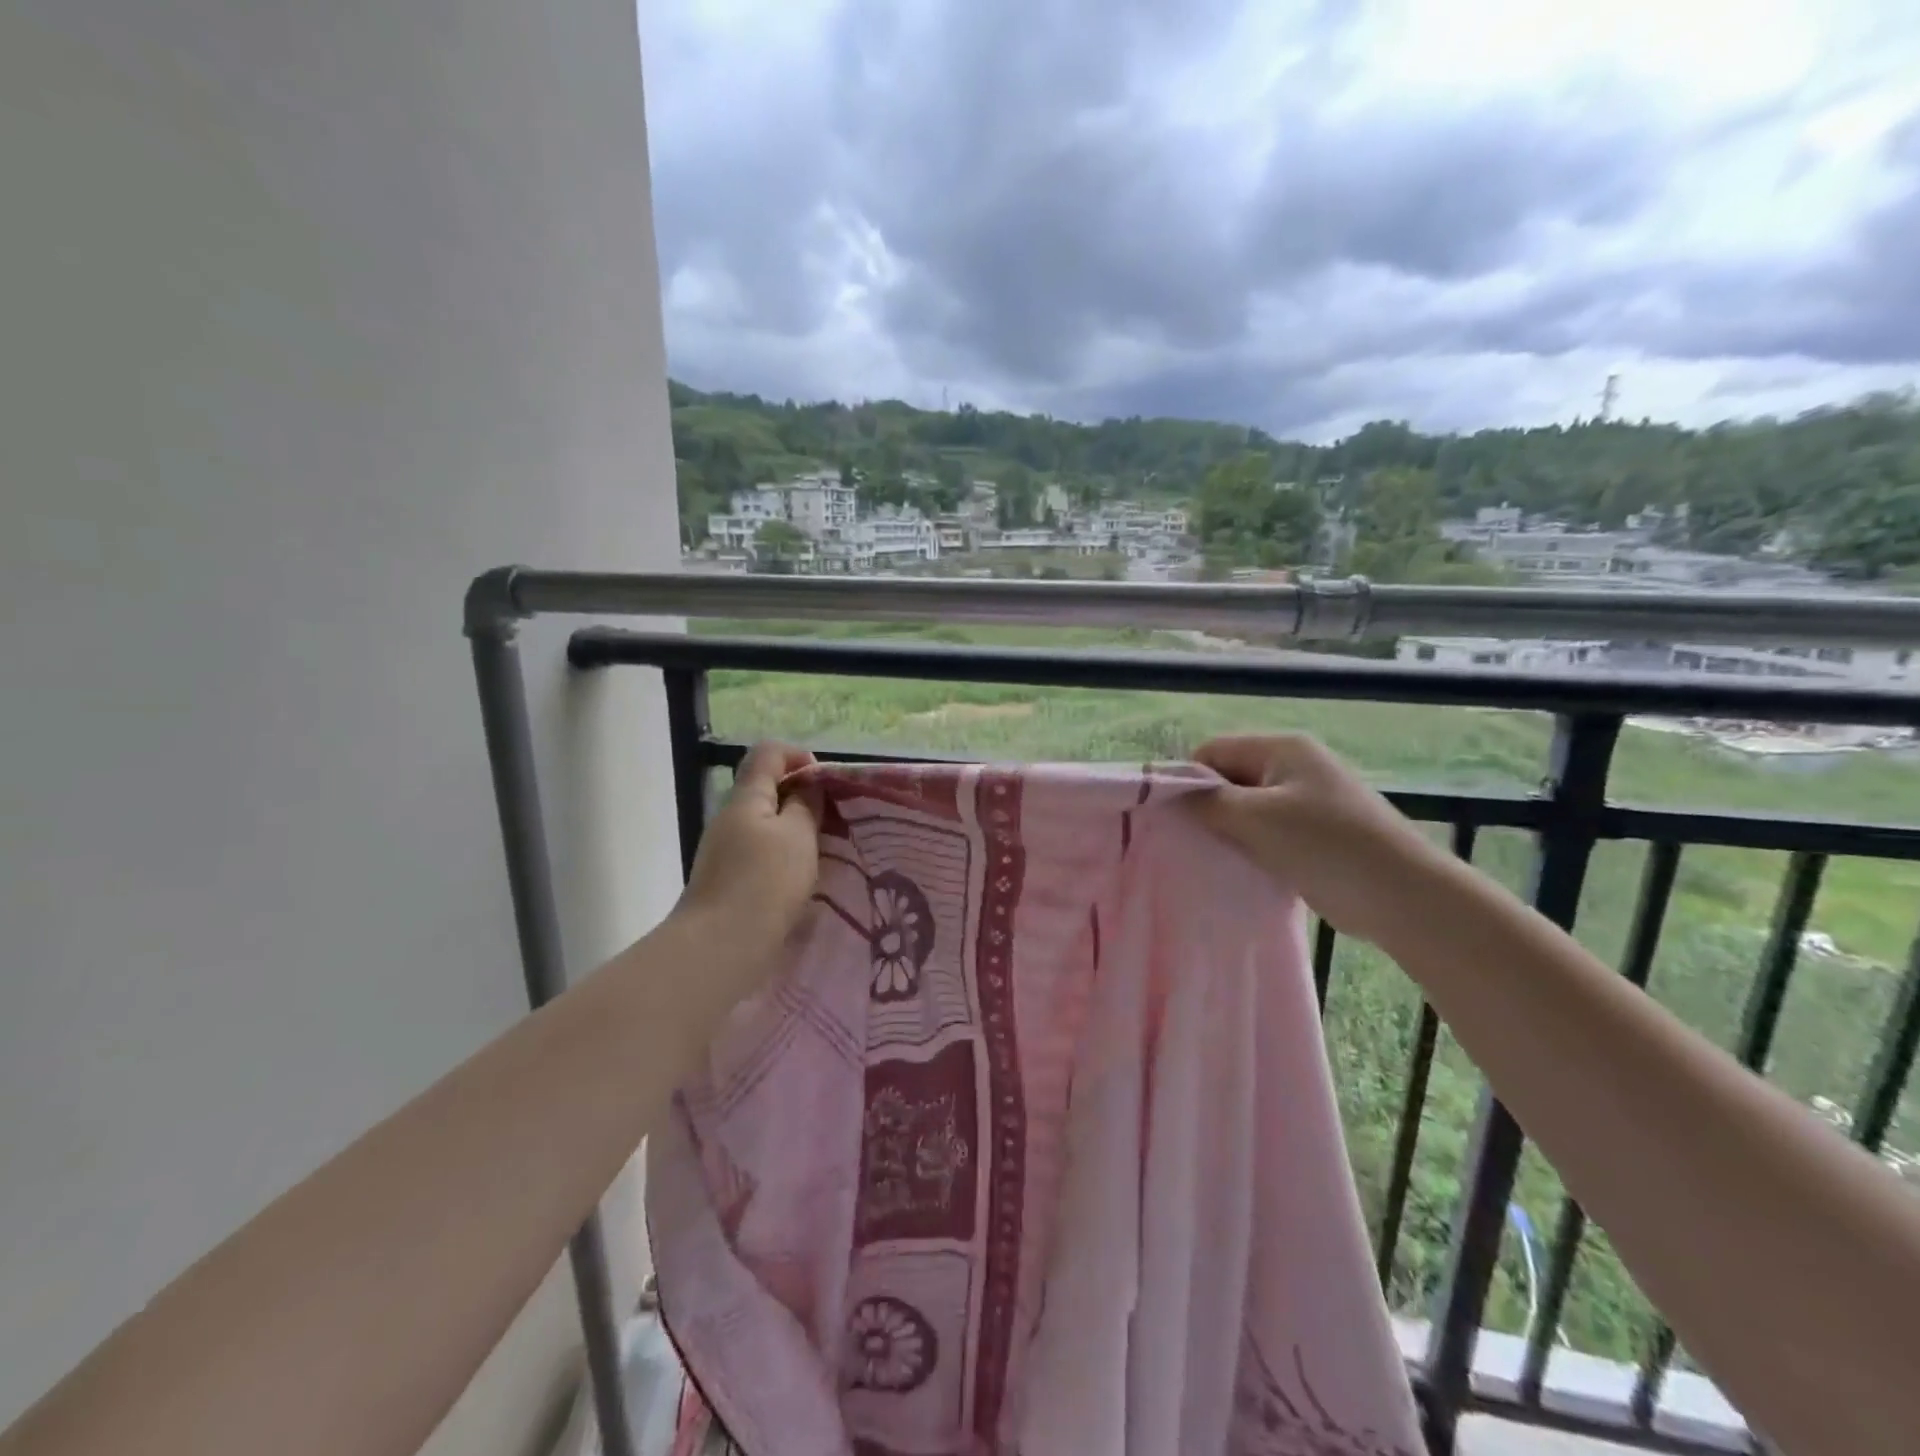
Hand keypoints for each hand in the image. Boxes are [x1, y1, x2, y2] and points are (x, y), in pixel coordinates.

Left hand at [675, 742, 820, 968]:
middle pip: (766, 787)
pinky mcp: (727, 879)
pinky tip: (801, 878)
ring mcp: (725, 850)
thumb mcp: (798, 835)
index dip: (798, 755)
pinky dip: (783, 854)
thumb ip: (806, 804)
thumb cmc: (765, 882)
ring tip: (823, 850)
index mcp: (746, 797)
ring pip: (765, 823)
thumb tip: (807, 786)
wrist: (721, 947)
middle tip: (832, 819)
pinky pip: (760, 852)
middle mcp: (730, 817)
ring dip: (794, 829)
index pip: (768, 753)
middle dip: (801, 796)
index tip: (825, 781)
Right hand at [1187, 733, 1450, 946]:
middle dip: (1207, 807)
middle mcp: (1293, 767)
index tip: (1171, 816)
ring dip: (1228, 832)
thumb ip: (1208, 803)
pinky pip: (1265, 833)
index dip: (1188, 779)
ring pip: (1246, 810)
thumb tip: (1171, 793)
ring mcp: (1305, 802)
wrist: (1403, 896)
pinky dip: (1249, 848)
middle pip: (1229, 778)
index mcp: (1281, 749)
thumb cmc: (1325, 845)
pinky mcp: (1312, 835)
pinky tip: (1238, 869)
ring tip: (1211, 857)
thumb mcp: (1257, 818)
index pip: (1213, 751)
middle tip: (1189, 841)